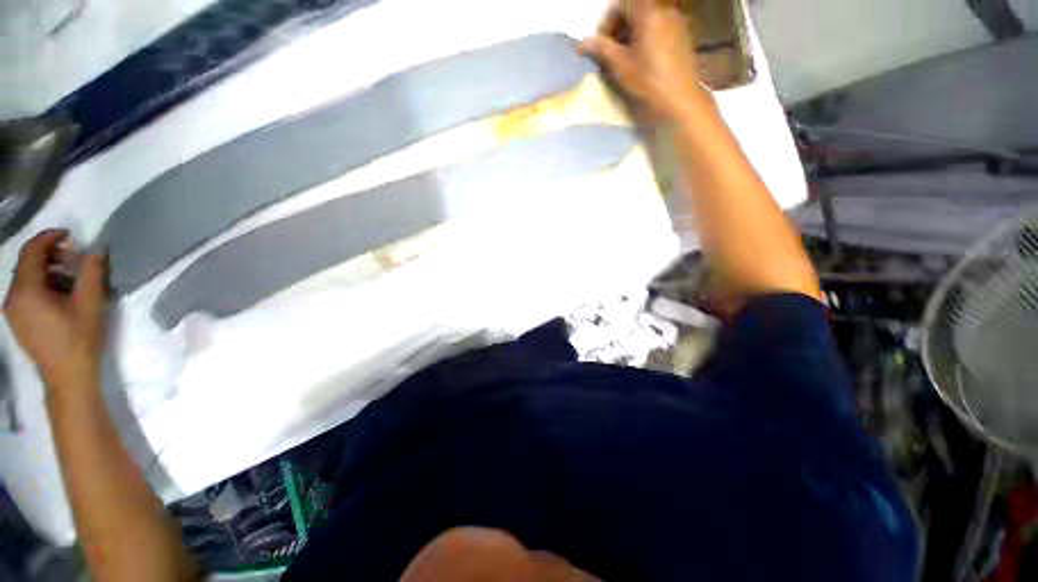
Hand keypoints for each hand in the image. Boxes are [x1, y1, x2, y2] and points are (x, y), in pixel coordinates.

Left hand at [3, 230, 107, 387]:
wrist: (67, 377)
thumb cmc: (79, 338)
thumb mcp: (90, 302)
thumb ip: (91, 271)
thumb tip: (96, 248)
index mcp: (26, 290)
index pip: (32, 251)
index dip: (49, 237)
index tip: (70, 235)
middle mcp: (12, 297)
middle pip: (27, 264)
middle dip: (50, 255)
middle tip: (76, 259)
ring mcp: (12, 311)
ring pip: (26, 278)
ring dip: (48, 271)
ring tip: (71, 280)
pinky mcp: (17, 320)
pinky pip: (25, 293)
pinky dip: (42, 285)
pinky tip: (60, 296)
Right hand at [580, 0, 710, 120]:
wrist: (680, 99)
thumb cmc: (648, 81)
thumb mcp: (620, 65)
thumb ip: (601, 49)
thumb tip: (582, 43)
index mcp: (647, 12)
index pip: (620, 4)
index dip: (607, 22)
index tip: (601, 44)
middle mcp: (664, 10)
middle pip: (635, 10)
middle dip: (619, 29)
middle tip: (610, 53)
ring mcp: (676, 22)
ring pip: (647, 21)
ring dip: (631, 36)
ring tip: (624, 60)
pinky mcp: (682, 36)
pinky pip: (659, 29)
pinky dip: (646, 40)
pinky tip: (641, 62)